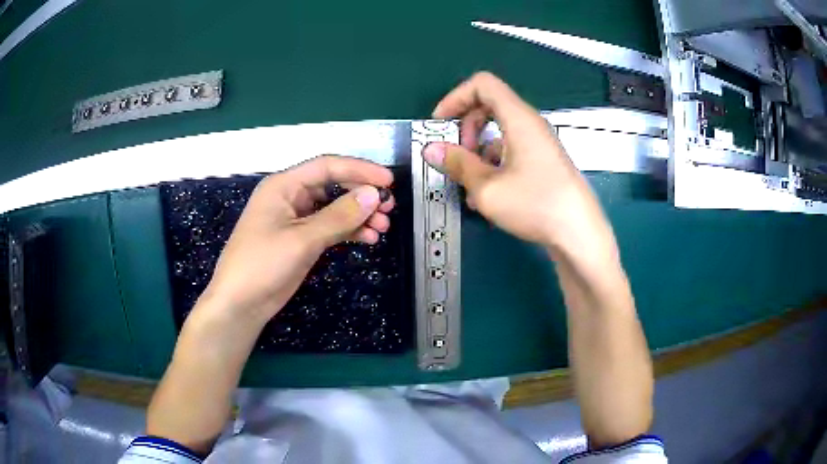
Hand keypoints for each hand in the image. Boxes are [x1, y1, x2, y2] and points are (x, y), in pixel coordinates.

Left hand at [199, 155, 394, 323]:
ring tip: (383, 227)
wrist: (240, 304)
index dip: (360, 170)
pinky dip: (349, 231)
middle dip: (361, 194)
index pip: (327, 167)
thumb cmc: (262, 265)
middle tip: (389, 207)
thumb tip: (374, 195)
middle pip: (332, 185)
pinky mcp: (301, 240)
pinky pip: (330, 227)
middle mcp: (291, 197)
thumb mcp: (302, 239)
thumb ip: (339, 216)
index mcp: (284, 186)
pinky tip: (368, 238)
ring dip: (358, 215)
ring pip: (334, 208)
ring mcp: (296, 219)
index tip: (388, 182)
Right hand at [422, 73, 616, 262]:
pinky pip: (511, 151)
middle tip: (457, 156)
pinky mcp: (543, 163)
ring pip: (499, 133)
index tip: (441, 123)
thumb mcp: (487, 187)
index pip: (483, 85)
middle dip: (466, 128)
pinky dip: (493, 166)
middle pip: (489, 106)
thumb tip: (431, 149)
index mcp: (518, 118)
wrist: (579, 234)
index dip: (456, 97)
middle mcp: (530, 125)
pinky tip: (488, 197)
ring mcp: (539, 144)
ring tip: (470, 188)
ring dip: (478, 153)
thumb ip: (457, 164)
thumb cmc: (535, 205)